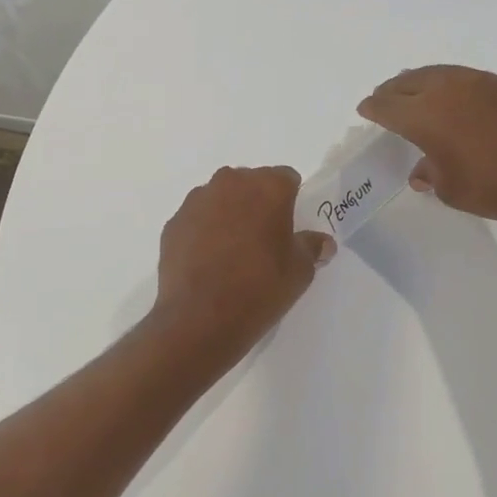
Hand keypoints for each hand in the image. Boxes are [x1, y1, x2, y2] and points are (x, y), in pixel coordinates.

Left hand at [153, 166, 335, 352]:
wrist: (201, 317)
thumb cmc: (261, 287)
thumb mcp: (300, 271)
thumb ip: (312, 247)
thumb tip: (322, 243)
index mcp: (268, 187)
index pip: (287, 178)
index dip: (291, 201)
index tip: (290, 227)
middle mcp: (230, 183)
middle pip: (251, 184)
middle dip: (258, 203)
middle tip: (264, 239)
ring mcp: (197, 201)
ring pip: (221, 199)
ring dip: (229, 215)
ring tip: (233, 252)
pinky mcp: (173, 223)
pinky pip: (197, 220)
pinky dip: (204, 232)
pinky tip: (209, 262)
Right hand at [357, 66, 496, 228]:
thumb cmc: (494, 189)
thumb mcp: (450, 189)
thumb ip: (429, 173)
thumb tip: (421, 169)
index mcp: (426, 115)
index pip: (388, 106)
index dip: (374, 108)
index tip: (366, 109)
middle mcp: (448, 89)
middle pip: (410, 82)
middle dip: (393, 90)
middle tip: (385, 98)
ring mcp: (481, 82)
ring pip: (440, 74)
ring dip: (422, 82)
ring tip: (417, 92)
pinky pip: (469, 79)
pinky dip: (454, 86)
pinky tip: (458, 99)